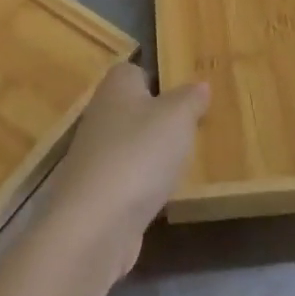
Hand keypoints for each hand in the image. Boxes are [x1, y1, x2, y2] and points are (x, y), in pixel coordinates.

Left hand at [40, 63, 207, 279]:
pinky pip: (128, 179)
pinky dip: (144, 186)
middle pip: (135, 109)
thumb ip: (191, 98)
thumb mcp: (178, 116)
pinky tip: (164, 196)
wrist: (95, 225)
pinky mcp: (96, 194)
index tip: (189, 95)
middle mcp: (100, 115)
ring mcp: (95, 156)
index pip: (137, 70)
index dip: (162, 79)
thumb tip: (199, 85)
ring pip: (132, 146)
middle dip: (162, 120)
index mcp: (116, 86)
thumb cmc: (139, 154)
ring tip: (187, 163)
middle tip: (195, 128)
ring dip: (154, 155)